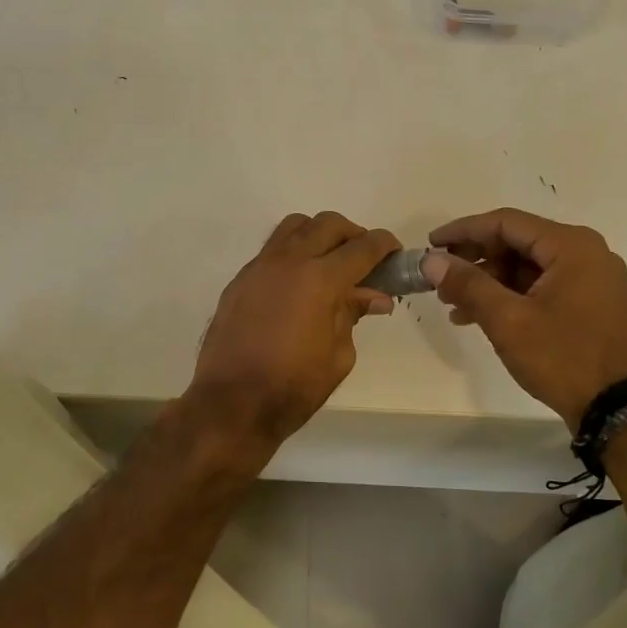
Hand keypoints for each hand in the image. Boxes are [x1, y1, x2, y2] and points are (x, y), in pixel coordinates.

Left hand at [188, 212, 399, 446]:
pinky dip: (292, 253)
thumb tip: (374, 296)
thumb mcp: (338, 355)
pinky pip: (271, 250)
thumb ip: (353, 315)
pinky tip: (297, 283)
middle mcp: (289, 261)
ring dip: (318, 234)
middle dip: (352, 234)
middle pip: (327, 224)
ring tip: (329, 261)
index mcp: (320, 279)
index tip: (395, 252)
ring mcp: (259, 267)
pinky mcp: (240, 280)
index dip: (384, 245)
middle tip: (364, 258)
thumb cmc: (293, 386)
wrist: (231, 402)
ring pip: (294, 227)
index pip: (362, 247)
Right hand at [424, 208, 626, 428]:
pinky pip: (540, 285)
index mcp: (571, 246)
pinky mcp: (588, 302)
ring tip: (452, 304)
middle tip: (440, 279)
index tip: (431, 245)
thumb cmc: (562, 357)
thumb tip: (431, 261)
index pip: (506, 223)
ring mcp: (590, 278)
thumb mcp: (507, 320)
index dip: (463, 231)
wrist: (615, 409)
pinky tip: (478, 315)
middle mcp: (585, 253)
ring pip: (526, 266)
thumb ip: (468, 284)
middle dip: (475, 260)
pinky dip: (509, 295)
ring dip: (488, 281)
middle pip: (517, 242)